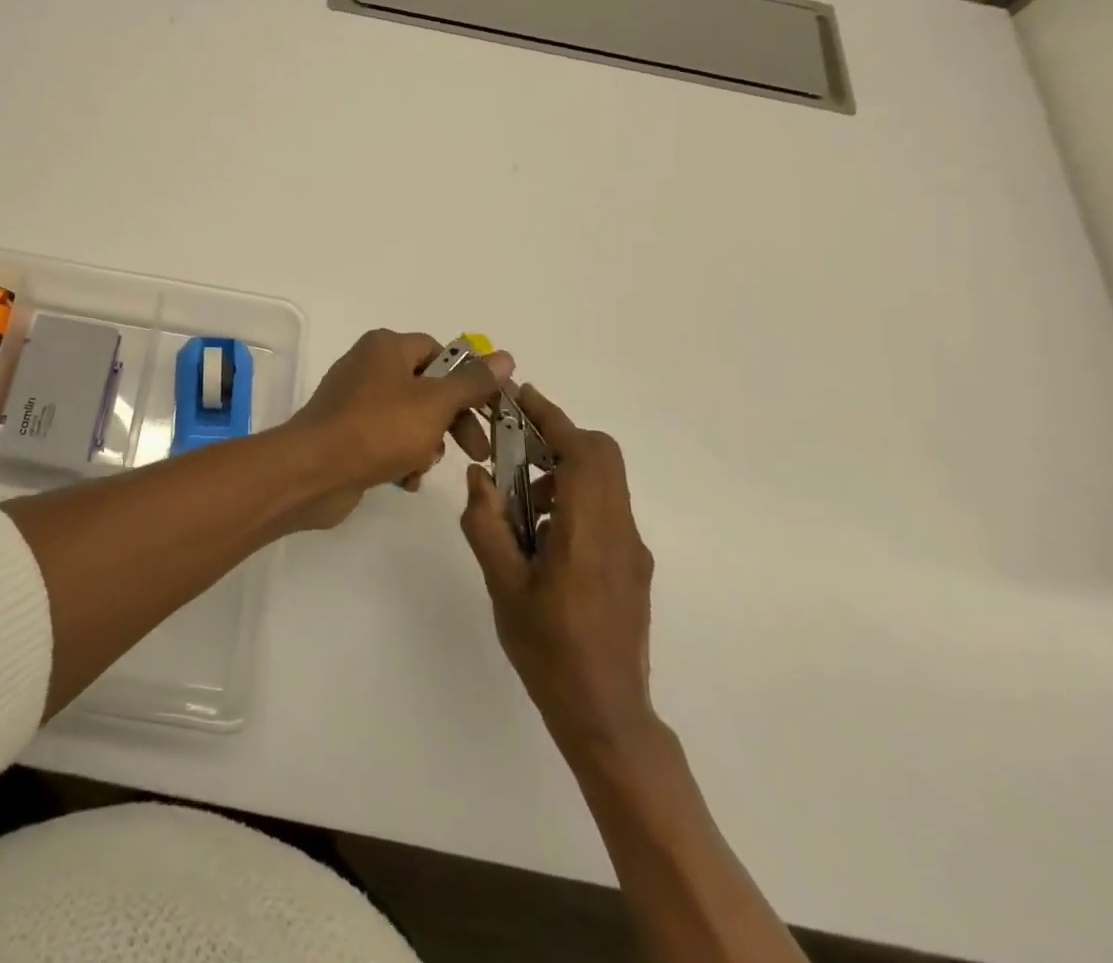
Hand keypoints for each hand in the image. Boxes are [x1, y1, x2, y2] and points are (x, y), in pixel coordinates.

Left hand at [282, 330, 513, 530]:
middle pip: (428, 388)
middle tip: (477, 451)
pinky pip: (387, 441)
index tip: (493, 411)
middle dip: (453, 421)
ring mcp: (355, 401)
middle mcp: (369, 366)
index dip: (470, 379)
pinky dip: (401, 460)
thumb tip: (505, 356)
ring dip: (426, 445)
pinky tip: (404, 480)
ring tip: (422, 465)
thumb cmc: (378, 428)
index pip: (441, 352)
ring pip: (410, 419)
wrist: (314, 471)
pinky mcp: (348, 434)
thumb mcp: (435, 402)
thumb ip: (472, 383)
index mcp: (386, 347)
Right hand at [461, 385, 658, 768]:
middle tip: (513, 444)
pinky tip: (540, 535)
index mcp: (589, 531)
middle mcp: (620, 532)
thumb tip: (480, 476)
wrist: (607, 716)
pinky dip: (573, 498)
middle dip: (558, 437)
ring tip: (518, 502)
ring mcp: (632, 551)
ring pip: (604, 482)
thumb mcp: (502, 585)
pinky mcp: (632, 568)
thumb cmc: (548, 650)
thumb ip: (487, 524)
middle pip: (602, 457)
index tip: (521, 397)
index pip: (583, 452)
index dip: (553, 417)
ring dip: (563, 471)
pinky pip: (604, 510)